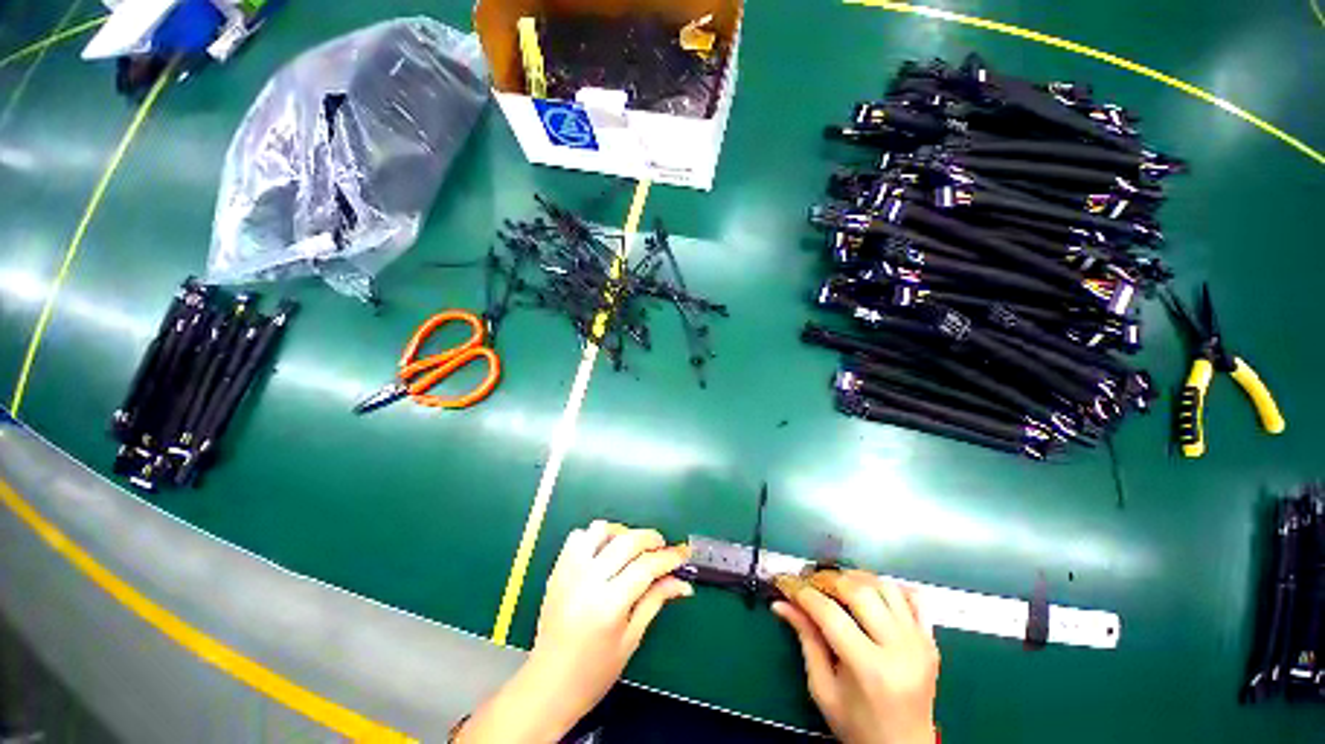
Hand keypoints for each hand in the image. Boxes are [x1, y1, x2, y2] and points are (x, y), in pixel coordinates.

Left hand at [456, 521, 691, 742]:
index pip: (646, 567)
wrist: (548, 685)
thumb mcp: (631, 639)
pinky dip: (594, 537)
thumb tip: (682, 582)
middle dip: (651, 538)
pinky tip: (604, 552)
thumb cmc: (594, 672)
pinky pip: (578, 537)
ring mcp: (569, 572)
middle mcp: (588, 580)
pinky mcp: (557, 570)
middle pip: (627, 541)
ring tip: (632, 548)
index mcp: (609, 604)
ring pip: (600, 530)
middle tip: (662, 547)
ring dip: (621, 532)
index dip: (668, 558)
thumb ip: (655, 601)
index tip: (682, 555)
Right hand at [773, 570, 939, 743]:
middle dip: (826, 579)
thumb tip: (781, 603)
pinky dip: (886, 586)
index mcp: (871, 670)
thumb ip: (806, 640)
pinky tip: (868, 592)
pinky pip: (911, 596)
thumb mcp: (823, 689)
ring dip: (853, 578)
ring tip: (833, 585)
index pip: (829, 614)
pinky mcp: (930, 639)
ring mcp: (920, 642)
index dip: (801, 592)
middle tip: (807, 581)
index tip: (783, 582)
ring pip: (883, 586)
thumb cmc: (858, 725)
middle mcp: (900, 650)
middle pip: (858, 591)